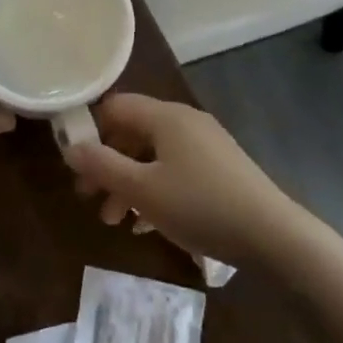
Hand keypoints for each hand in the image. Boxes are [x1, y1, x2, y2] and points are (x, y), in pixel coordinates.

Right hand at [63, 94, 302, 266]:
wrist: (272, 235)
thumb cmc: (199, 205)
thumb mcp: (142, 190)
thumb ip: (102, 167)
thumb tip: (70, 148)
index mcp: (165, 116)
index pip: (115, 107)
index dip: (90, 129)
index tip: (74, 163)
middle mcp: (184, 121)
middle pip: (133, 133)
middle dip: (107, 164)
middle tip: (87, 198)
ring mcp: (205, 144)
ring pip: (153, 156)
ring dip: (128, 183)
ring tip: (114, 221)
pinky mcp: (220, 169)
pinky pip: (175, 170)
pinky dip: (155, 190)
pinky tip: (145, 225)